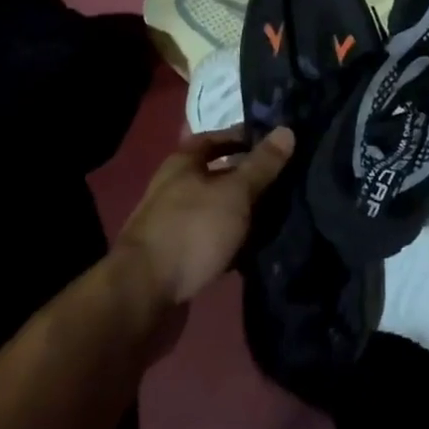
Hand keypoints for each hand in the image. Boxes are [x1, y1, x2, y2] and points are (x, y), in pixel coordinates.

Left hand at [114, 127, 294, 313]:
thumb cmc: (191, 230)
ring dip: (239, 213)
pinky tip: (251, 251)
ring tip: (275, 217)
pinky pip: (208, 240)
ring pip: (214, 209)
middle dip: (247, 178)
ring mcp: (171, 224)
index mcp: (183, 162)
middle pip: (216, 174)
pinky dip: (229, 242)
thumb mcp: (235, 192)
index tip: (276, 145)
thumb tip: (287, 130)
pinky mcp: (173, 258)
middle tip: (283, 182)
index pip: (217, 137)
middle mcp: (173, 187)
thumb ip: (262, 164)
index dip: (245, 137)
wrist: (141, 297)